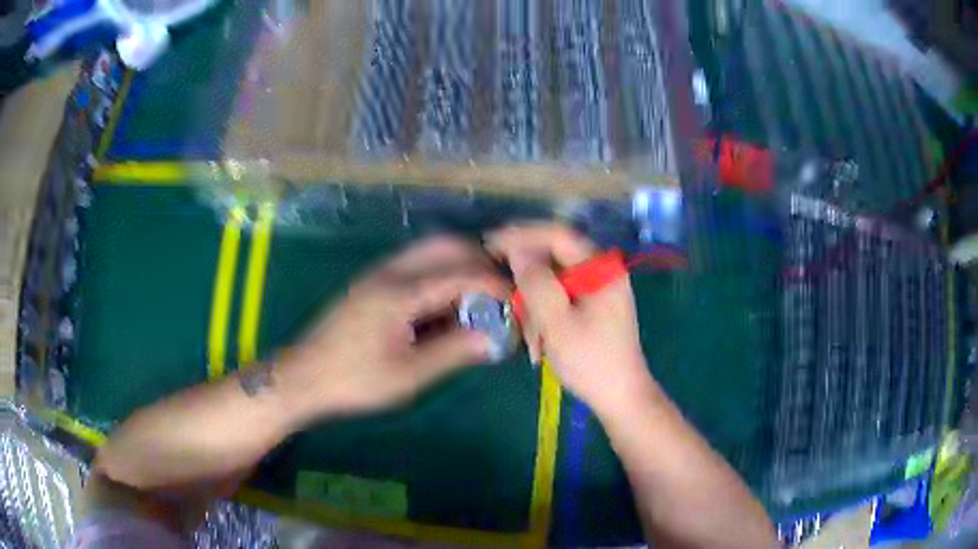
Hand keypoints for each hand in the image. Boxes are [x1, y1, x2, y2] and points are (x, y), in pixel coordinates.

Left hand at [280, 236, 508, 421]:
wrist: (303, 377)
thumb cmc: (355, 380)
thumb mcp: (409, 375)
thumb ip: (453, 352)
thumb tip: (492, 339)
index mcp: (400, 292)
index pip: (460, 273)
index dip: (494, 284)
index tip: (516, 300)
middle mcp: (390, 271)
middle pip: (444, 245)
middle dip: (479, 262)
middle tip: (498, 291)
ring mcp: (377, 274)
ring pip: (428, 251)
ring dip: (458, 265)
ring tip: (476, 299)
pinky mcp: (370, 283)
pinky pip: (414, 264)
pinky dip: (438, 274)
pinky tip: (443, 304)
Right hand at [486, 224, 653, 418]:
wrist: (619, 397)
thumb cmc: (590, 360)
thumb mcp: (557, 322)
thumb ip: (536, 282)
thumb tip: (517, 250)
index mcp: (601, 268)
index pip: (556, 235)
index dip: (521, 236)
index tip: (489, 244)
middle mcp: (601, 271)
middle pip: (552, 261)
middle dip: (529, 288)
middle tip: (511, 309)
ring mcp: (598, 290)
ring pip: (552, 284)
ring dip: (535, 310)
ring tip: (532, 342)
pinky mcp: (592, 307)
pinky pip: (560, 300)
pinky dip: (546, 318)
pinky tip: (540, 344)